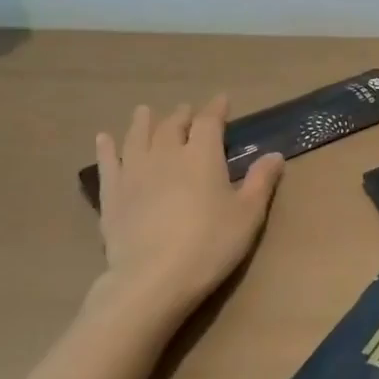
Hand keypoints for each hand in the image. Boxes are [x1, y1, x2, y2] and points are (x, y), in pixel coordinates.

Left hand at [90, 99, 284, 318]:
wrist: (153, 278)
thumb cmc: (210, 244)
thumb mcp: (248, 214)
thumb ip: (260, 181)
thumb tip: (274, 155)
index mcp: (202, 156)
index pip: (209, 122)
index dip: (216, 109)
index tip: (222, 99)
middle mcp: (166, 155)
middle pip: (172, 126)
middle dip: (182, 115)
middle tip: (187, 110)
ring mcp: (134, 173)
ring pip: (137, 137)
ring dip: (143, 122)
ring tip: (145, 112)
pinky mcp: (112, 195)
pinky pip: (107, 163)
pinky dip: (106, 148)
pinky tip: (104, 139)